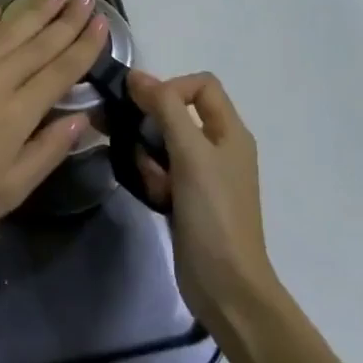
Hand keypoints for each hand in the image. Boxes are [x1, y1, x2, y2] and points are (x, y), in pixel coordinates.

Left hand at [0, 0, 109, 250]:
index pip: (61, 70)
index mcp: (17, 112)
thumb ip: (48, 150)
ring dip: (34, 9)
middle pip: (39, 43)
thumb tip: (83, 119)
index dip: (85, 45)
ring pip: (7, 31)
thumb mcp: (10, 190)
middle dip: (67, 18)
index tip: (103, 22)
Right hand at [129, 70, 278, 333]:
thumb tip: (136, 75)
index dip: (172, 87)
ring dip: (149, 154)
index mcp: (231, 131)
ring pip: (165, 143)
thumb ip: (165, 108)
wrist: (226, 286)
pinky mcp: (189, 198)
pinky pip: (163, 171)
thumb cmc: (213, 213)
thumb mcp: (190, 153)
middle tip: (132, 140)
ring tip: (149, 178)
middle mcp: (220, 147)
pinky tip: (153, 196)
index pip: (201, 85)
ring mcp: (205, 175)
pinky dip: (153, 177)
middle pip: (179, 112)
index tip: (146, 108)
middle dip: (152, 124)